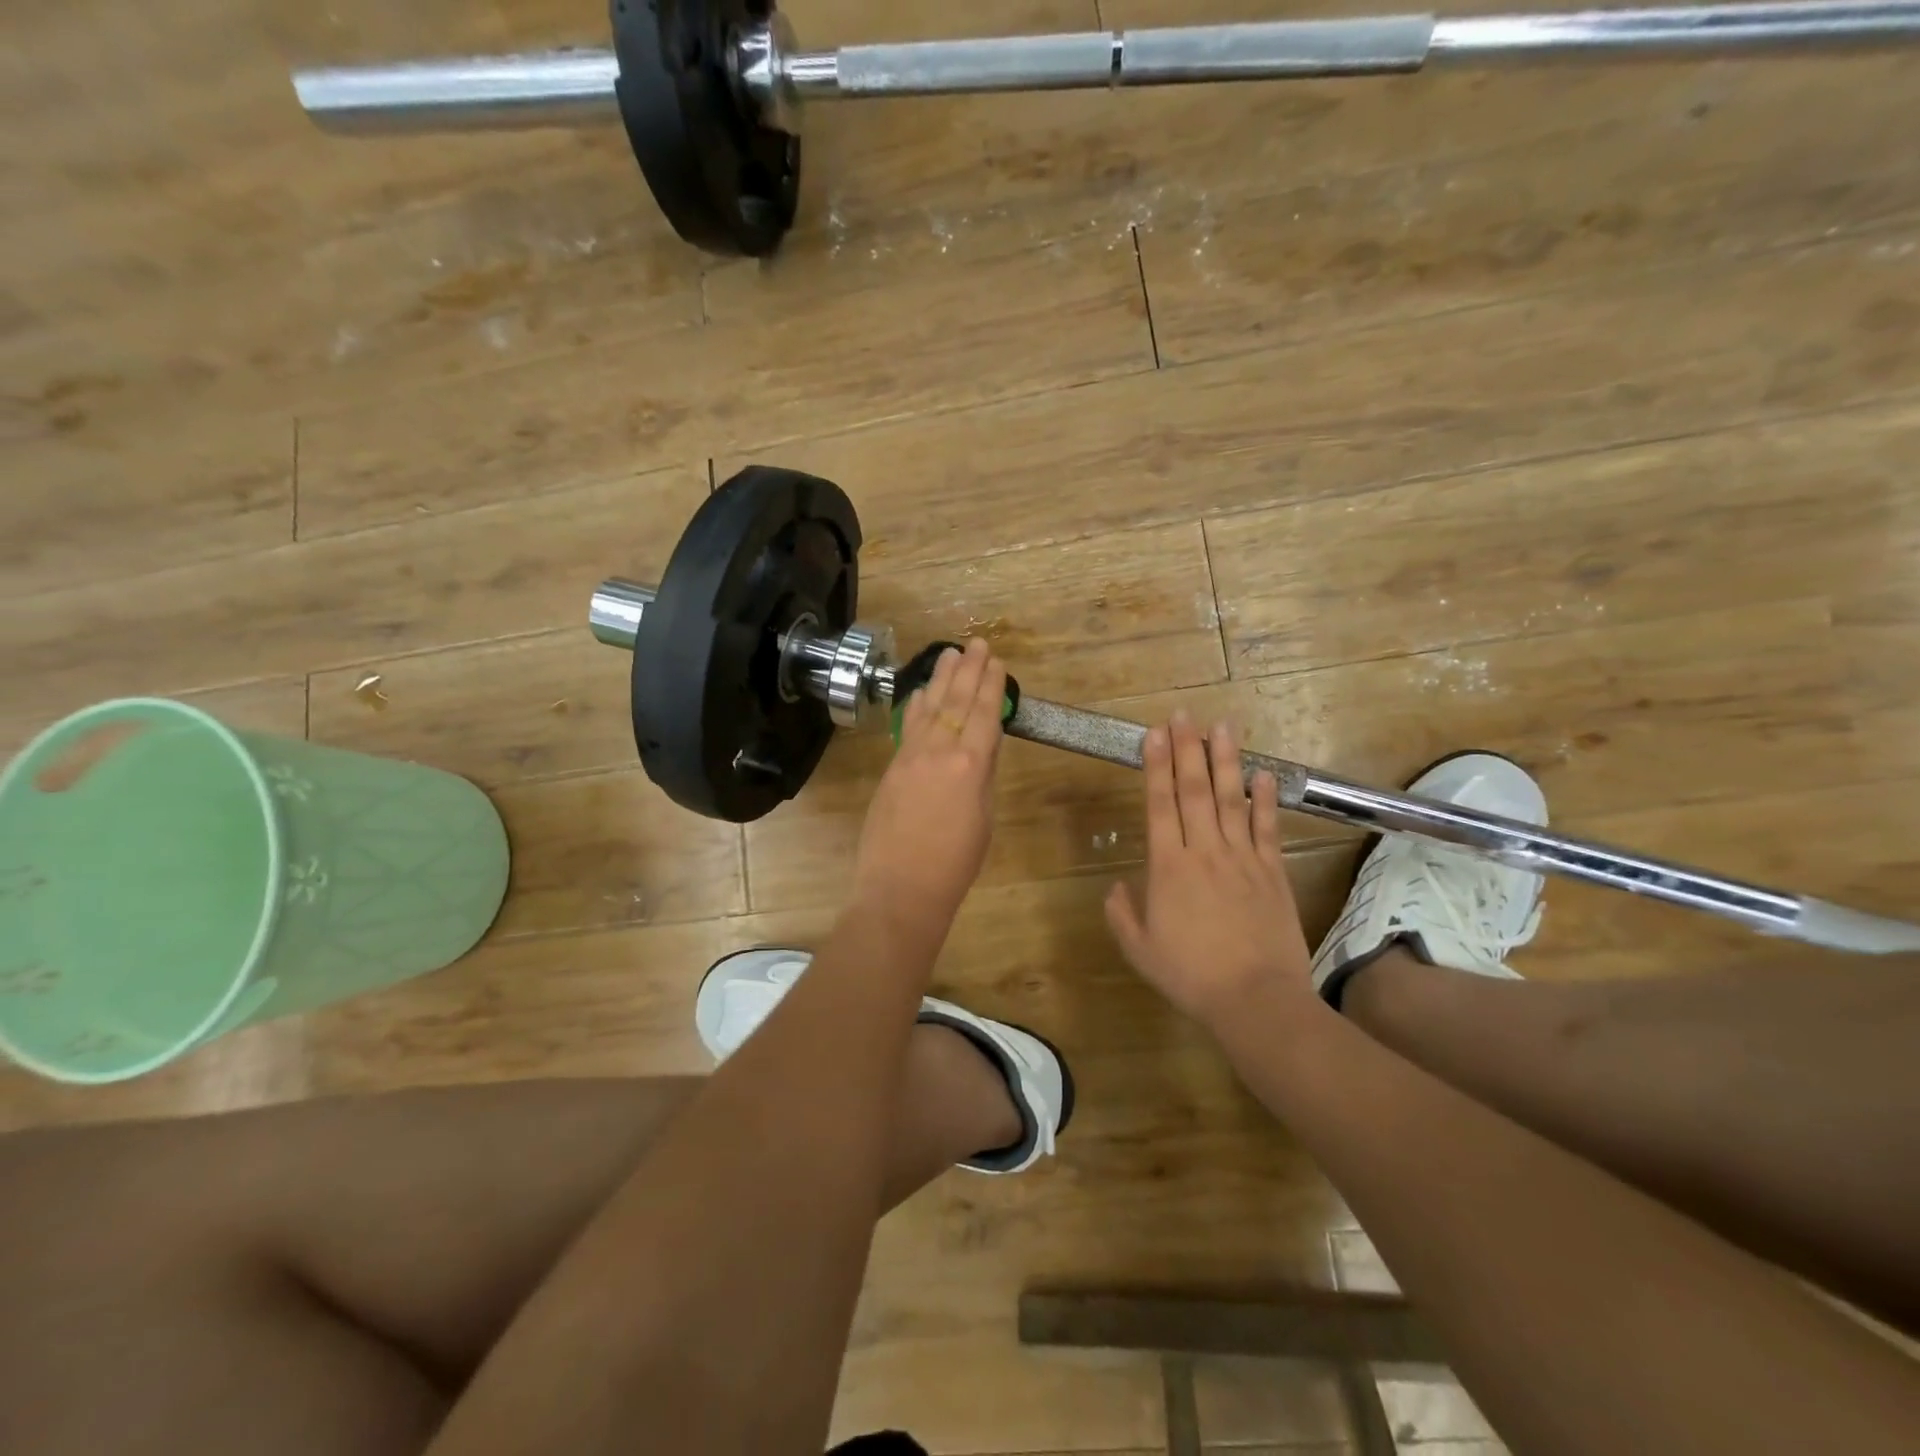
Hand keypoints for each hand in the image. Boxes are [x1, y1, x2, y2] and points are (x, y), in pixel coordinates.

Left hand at [853, 637, 1007, 924]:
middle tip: (976, 643)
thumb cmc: (955, 863)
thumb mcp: (983, 818)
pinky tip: (920, 693)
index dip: (991, 686)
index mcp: (970, 765)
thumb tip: (981, 748)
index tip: (996, 662)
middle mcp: (939, 751)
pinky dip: (916, 705)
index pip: (984, 714)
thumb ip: (982, 776)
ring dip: (940, 679)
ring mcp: (910, 756)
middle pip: (956, 701)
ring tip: (950, 654)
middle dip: (968, 670)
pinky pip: (908, 726)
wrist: (901, 888)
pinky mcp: (892, 767)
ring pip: (928, 707)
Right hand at [1105, 712, 1316, 1028]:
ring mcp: (1243, 859)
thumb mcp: (1140, 950)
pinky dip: (1265, 799)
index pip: (1160, 804)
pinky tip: (1263, 773)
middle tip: (1185, 714)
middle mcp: (1205, 852)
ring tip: (1223, 726)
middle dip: (1187, 749)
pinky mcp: (1273, 872)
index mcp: (1168, 867)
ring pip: (1232, 799)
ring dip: (1226, 760)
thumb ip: (1122, 914)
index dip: (1156, 766)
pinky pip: (1267, 828)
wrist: (1256, 1000)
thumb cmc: (1191, 976)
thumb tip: (1117, 887)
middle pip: (1195, 791)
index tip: (1155, 733)